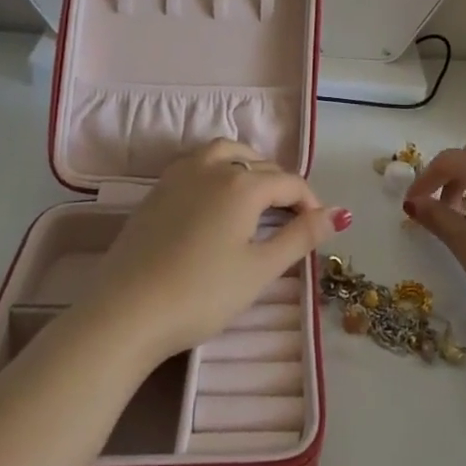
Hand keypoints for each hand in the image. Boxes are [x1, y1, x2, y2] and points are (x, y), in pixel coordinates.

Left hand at [79, 138, 349, 363]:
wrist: (125, 312)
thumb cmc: (201, 294)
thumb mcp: (259, 270)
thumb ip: (301, 237)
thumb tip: (340, 214)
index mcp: (243, 184)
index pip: (289, 183)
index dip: (310, 203)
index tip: (319, 228)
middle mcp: (213, 167)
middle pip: (259, 165)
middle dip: (282, 187)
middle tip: (291, 219)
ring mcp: (180, 175)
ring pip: (225, 153)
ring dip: (248, 166)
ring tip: (256, 196)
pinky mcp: (157, 190)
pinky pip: (198, 163)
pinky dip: (218, 170)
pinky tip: (216, 201)